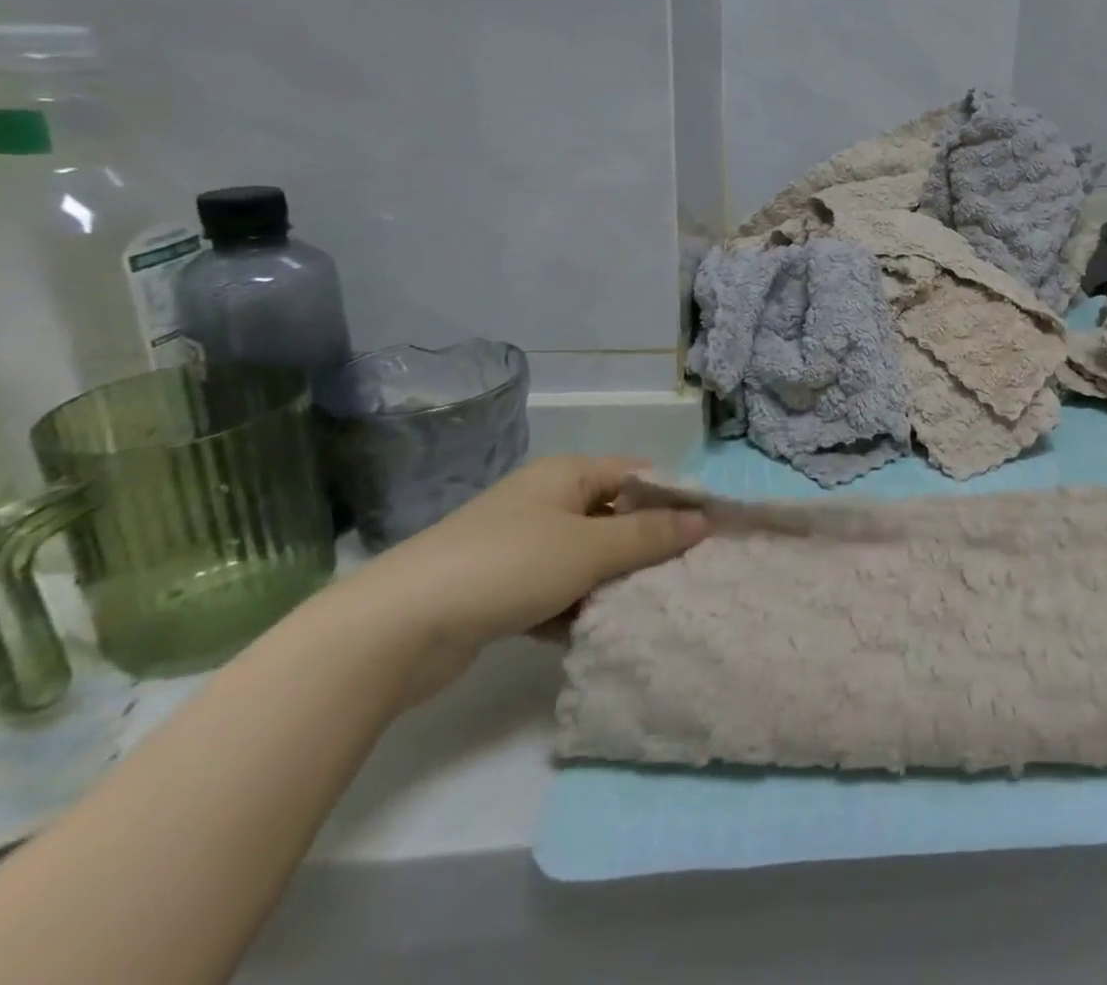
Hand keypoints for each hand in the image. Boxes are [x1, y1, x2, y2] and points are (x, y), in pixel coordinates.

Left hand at [322, 455, 707, 705]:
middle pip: (614, 516)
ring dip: (612, 581)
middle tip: (685, 574)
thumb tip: (704, 521)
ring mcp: (521, 544)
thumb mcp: (588, 548)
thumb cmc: (507, 566)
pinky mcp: (502, 586)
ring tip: (648, 607)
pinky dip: (577, 606)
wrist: (397, 628)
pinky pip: (558, 588)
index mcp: (566, 474)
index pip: (637, 474)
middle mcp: (546, 500)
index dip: (675, 497)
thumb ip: (649, 534)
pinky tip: (593, 631)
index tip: (709, 530)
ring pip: (588, 557)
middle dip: (647, 544)